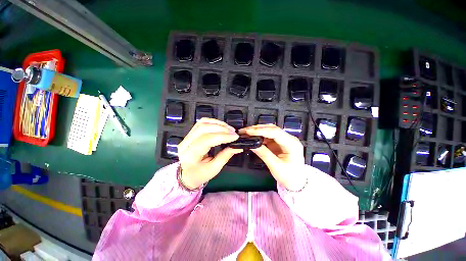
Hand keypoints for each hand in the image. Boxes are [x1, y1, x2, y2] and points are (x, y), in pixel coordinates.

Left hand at [178, 118, 242, 188]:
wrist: (186, 175)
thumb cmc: (199, 175)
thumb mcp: (213, 169)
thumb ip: (225, 156)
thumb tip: (237, 146)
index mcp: (190, 155)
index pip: (207, 140)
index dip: (223, 136)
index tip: (235, 137)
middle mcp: (186, 143)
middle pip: (204, 128)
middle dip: (221, 128)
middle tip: (233, 132)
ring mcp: (186, 137)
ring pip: (202, 123)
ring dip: (218, 124)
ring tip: (229, 129)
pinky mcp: (190, 134)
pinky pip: (201, 123)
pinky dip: (213, 122)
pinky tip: (221, 126)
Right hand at [239, 124, 305, 190]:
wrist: (296, 182)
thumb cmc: (289, 176)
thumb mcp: (275, 166)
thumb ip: (263, 153)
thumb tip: (252, 144)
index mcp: (292, 143)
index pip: (274, 132)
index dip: (260, 130)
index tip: (248, 131)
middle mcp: (289, 138)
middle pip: (272, 128)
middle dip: (257, 129)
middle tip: (245, 130)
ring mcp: (284, 140)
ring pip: (269, 131)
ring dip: (257, 131)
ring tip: (246, 133)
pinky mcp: (279, 143)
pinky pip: (268, 136)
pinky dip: (259, 136)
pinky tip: (252, 137)